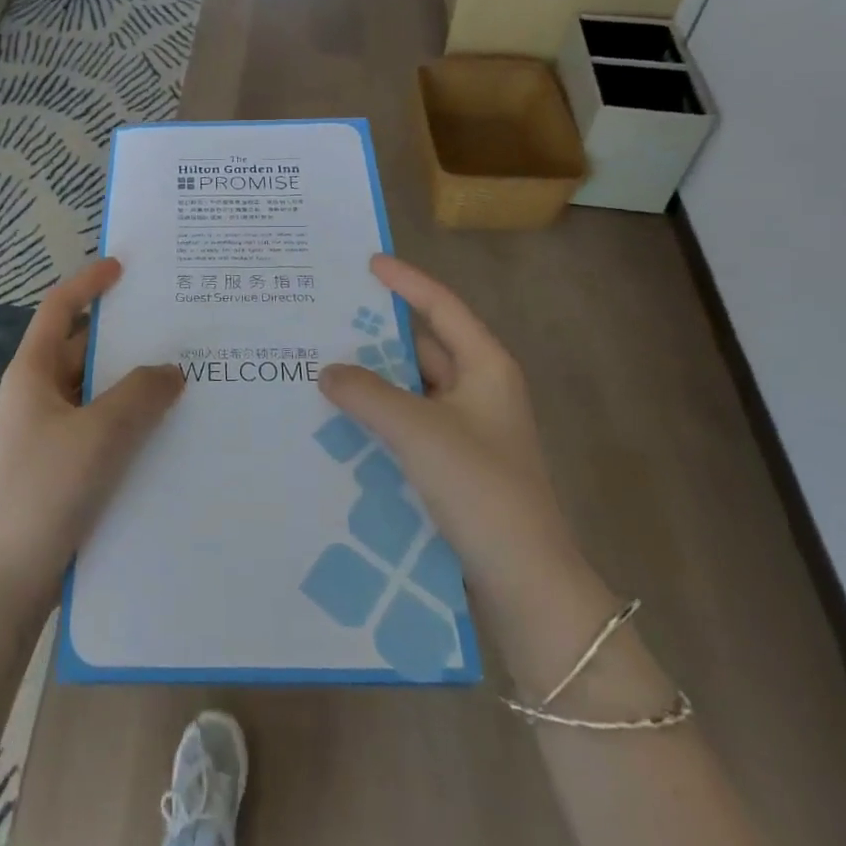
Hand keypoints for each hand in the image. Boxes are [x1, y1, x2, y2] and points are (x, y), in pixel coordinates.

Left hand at [0, 259, 185, 611]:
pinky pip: (100, 425)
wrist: (9, 579)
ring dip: (132, 382)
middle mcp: (37, 395)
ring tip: (183, 375)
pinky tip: (166, 428)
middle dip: (125, 337)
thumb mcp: (101, 434)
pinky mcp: (61, 465)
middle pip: (83, 349)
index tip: (124, 268)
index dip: (89, 283)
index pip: (59, 309)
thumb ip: (141, 393)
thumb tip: (171, 370)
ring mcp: (48, 432)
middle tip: (176, 327)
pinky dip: (128, 417)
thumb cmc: (47, 490)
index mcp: (32, 373)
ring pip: (95, 391)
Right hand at [318, 255, 577, 573]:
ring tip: (320, 364)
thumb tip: (327, 371)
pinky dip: (377, 416)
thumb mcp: (418, 431)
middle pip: (423, 346)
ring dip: (373, 379)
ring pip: (411, 389)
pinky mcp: (453, 464)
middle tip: (326, 318)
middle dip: (376, 334)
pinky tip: (339, 419)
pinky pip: (408, 424)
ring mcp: (467, 430)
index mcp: (486, 368)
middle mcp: (479, 391)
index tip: (367, 264)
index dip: (405, 281)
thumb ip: (368, 393)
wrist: (524, 581)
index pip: (441, 307)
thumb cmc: (480, 488)